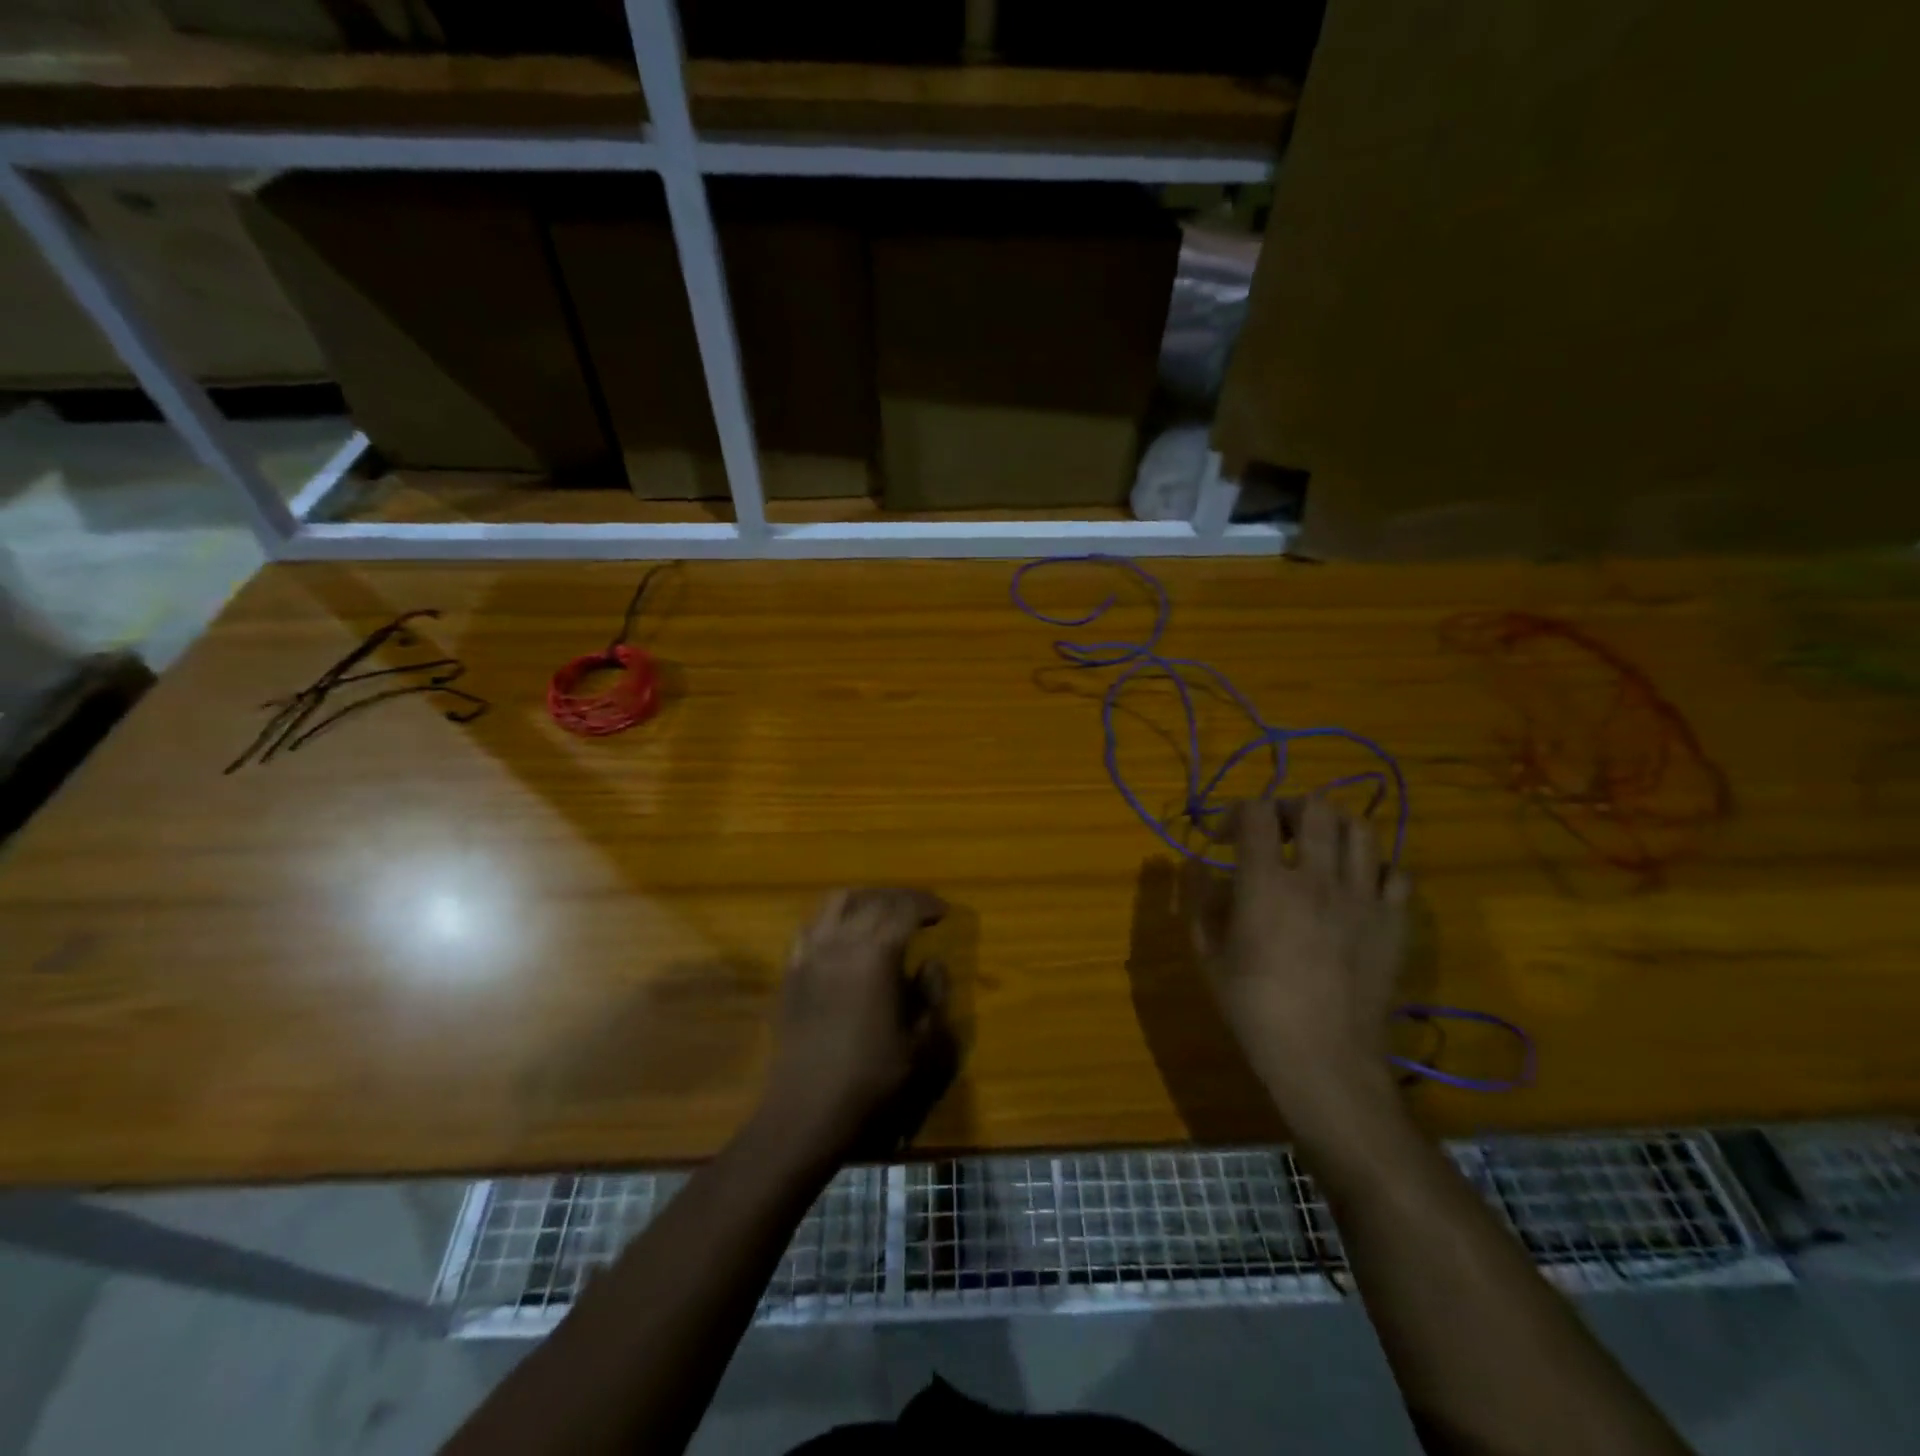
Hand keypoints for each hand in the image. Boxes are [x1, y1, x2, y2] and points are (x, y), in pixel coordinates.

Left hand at [762, 888, 955, 1161]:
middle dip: (900, 899)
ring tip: (882, 914)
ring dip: (865, 899)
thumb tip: (932, 963)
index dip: (927, 904)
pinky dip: (833, 919)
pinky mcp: (791, 971)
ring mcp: (811, 954)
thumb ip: (932, 995)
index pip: (904, 909)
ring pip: (836, 902)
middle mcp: (840, 942)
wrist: (807, 1110)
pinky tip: (843, 937)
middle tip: (920, 912)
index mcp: (876, 955)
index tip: (944, 913)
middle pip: (872, 899)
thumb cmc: (871, 1079)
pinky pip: (811, 927)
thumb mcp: (920, 1043)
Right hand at [1186, 798, 1409, 1132]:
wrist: (1325, 1061)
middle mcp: (1317, 878)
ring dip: (1334, 830)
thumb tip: (1197, 865)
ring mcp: (1363, 898)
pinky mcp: (1395, 923)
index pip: (1255, 812)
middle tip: (1276, 833)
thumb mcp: (1208, 955)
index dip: (1237, 813)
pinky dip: (1375, 869)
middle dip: (1289, 809)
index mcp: (1265, 884)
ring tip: (1319, 851)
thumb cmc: (1255, 1010)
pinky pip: (1396, 872)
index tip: (1226, 839)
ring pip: (1361, 829)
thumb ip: (1200, 900)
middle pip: (1315, 806)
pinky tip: (1357, 888)